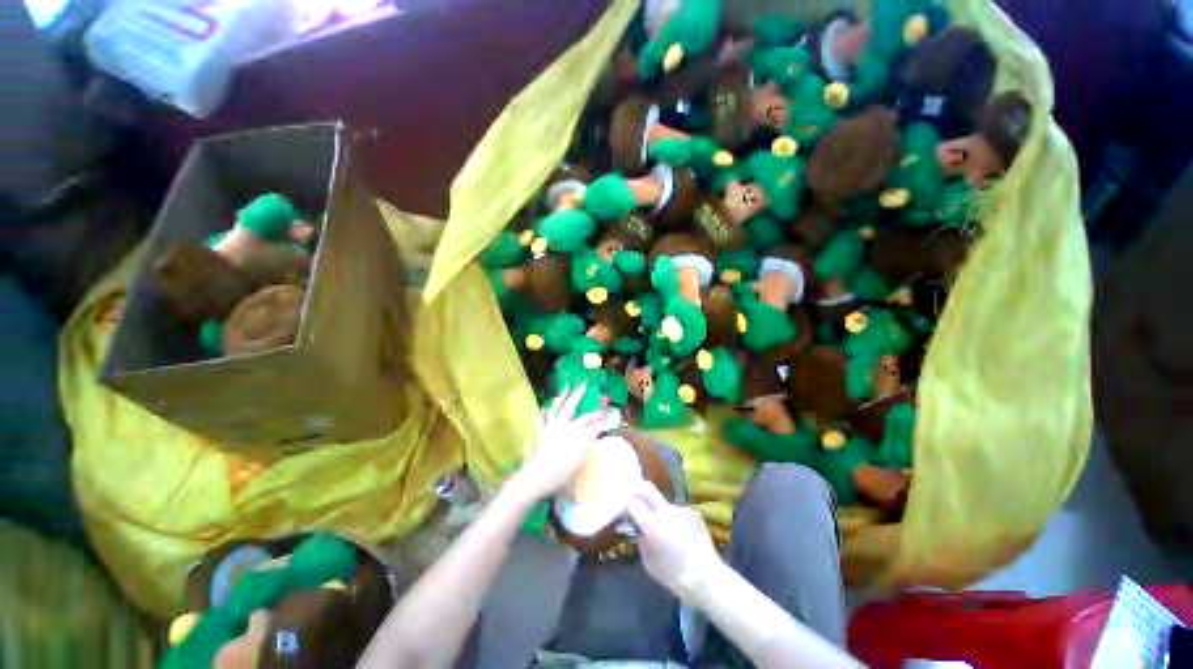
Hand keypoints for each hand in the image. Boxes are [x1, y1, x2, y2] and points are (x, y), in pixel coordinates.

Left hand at [512, 385, 615, 500]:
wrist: (535, 477)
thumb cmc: (559, 472)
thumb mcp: (578, 456)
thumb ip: (587, 437)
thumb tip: (597, 425)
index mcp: (571, 432)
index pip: (587, 419)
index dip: (596, 415)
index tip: (604, 410)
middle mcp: (560, 426)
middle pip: (570, 407)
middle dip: (577, 396)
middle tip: (583, 385)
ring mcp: (548, 428)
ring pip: (555, 408)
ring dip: (561, 398)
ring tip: (566, 388)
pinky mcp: (538, 433)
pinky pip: (541, 418)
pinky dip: (545, 411)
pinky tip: (545, 407)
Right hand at [626, 480, 724, 603]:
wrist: (708, 578)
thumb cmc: (675, 576)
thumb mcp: (648, 562)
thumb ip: (640, 539)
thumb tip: (635, 527)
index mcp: (653, 524)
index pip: (632, 503)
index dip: (626, 506)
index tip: (623, 513)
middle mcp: (666, 510)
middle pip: (646, 488)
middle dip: (636, 491)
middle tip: (632, 502)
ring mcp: (681, 509)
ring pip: (662, 502)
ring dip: (656, 510)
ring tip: (660, 528)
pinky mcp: (693, 512)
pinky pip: (676, 511)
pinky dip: (672, 519)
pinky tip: (677, 534)